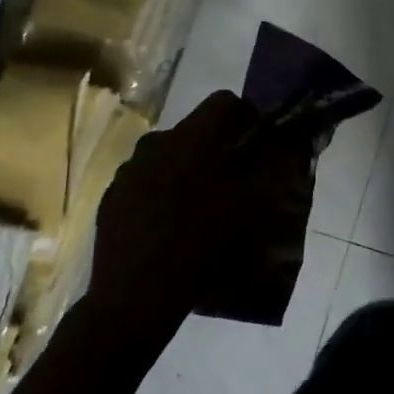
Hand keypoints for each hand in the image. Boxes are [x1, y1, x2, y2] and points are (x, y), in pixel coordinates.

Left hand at [89, 91, 308, 337]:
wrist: (137, 292)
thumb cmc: (203, 240)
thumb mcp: (252, 204)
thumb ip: (270, 166)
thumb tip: (282, 144)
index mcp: (193, 136)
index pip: (225, 101)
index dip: (246, 117)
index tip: (258, 144)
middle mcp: (157, 141)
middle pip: (196, 130)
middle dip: (217, 147)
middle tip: (233, 180)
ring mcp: (128, 169)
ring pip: (169, 156)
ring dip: (188, 169)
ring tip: (201, 206)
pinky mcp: (111, 197)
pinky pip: (145, 181)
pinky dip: (161, 193)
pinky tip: (171, 226)